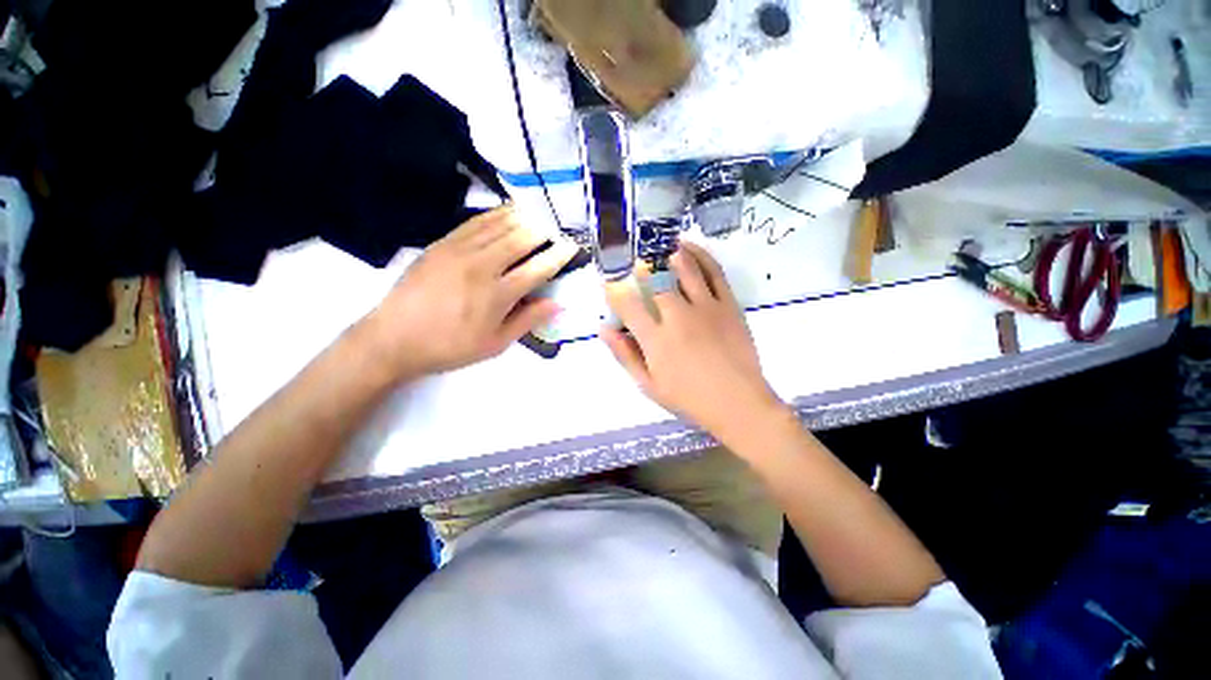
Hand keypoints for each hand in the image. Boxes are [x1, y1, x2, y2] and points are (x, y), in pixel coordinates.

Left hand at [364, 206, 577, 379]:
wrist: (393, 338)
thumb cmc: (450, 347)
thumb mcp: (494, 344)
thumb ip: (527, 321)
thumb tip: (557, 304)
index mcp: (497, 296)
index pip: (537, 269)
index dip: (558, 256)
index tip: (572, 245)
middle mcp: (481, 267)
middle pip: (520, 239)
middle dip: (544, 230)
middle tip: (558, 226)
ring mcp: (459, 251)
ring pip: (498, 226)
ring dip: (522, 217)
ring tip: (539, 212)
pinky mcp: (441, 244)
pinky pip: (474, 222)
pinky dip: (495, 214)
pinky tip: (506, 211)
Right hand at [601, 242, 783, 443]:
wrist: (738, 403)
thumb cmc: (689, 398)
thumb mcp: (649, 385)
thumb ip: (625, 355)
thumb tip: (604, 329)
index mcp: (656, 340)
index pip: (627, 305)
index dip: (614, 290)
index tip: (609, 282)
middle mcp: (678, 318)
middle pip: (656, 280)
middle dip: (641, 266)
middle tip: (635, 261)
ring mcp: (706, 308)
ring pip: (685, 268)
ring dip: (668, 253)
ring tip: (659, 246)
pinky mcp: (729, 305)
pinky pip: (714, 272)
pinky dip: (701, 255)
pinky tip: (689, 247)